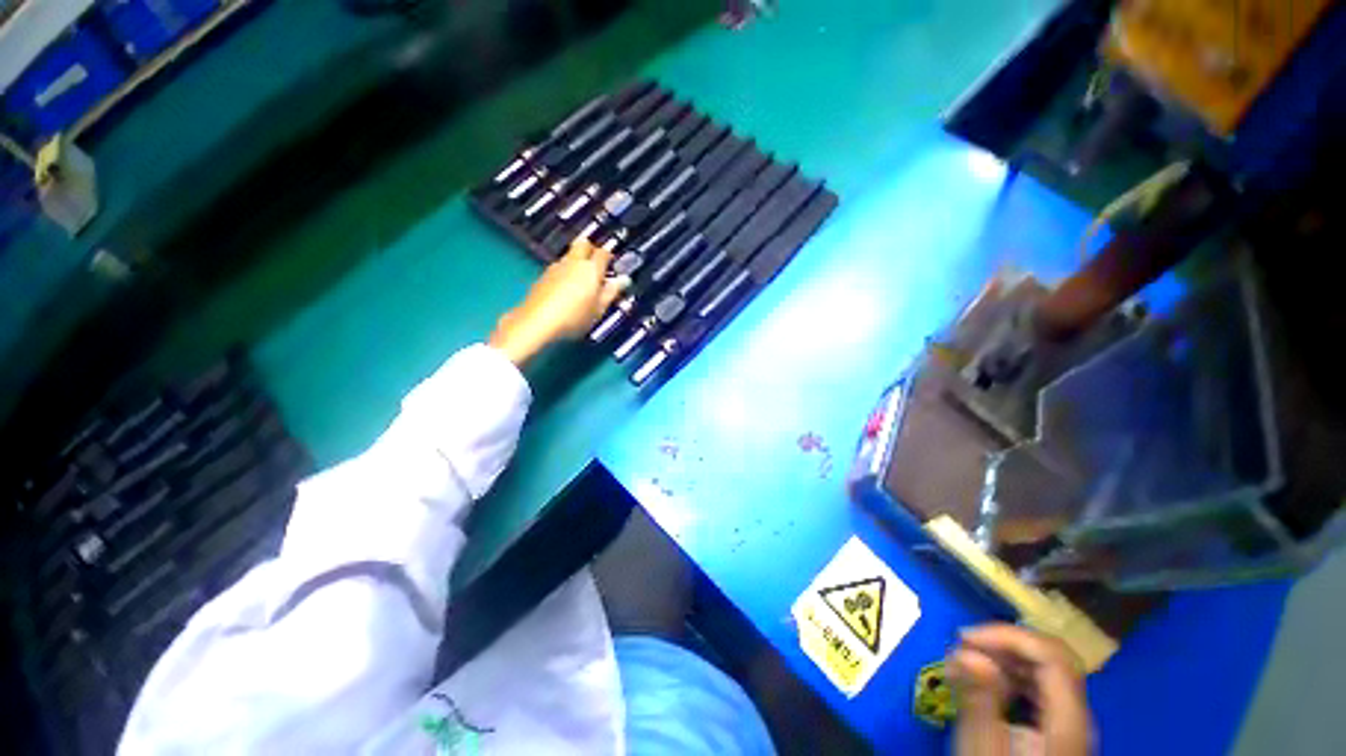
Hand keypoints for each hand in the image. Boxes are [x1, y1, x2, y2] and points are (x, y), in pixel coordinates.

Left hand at [489, 238, 630, 365]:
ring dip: (577, 262)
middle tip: (596, 266)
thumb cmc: (574, 317)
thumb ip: (611, 292)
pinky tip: (566, 290)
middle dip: (591, 250)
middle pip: (584, 244)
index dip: (609, 257)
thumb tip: (623, 280)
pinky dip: (565, 273)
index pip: (604, 253)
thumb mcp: (599, 309)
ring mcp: (556, 267)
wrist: (537, 321)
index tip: (612, 266)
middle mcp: (573, 262)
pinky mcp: (543, 276)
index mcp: (591, 269)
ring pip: (570, 256)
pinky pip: (559, 268)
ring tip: (581, 281)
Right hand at [949, 624, 1092, 755]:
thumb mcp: (983, 748)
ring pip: (1043, 671)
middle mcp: (1077, 716)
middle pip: (1051, 658)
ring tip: (965, 666)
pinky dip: (1008, 676)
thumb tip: (964, 650)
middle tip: (962, 648)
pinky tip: (984, 685)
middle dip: (1003, 644)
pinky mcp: (1056, 730)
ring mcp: (1069, 724)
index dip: (1008, 636)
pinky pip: (1036, 688)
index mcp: (1069, 721)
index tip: (964, 639)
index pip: (1051, 655)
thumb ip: (978, 698)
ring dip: (1003, 659)